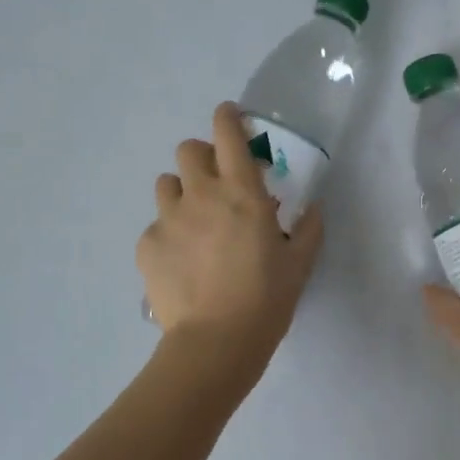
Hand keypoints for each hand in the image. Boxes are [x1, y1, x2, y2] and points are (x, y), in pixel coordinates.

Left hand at [138, 103, 325, 362]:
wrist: (216, 342)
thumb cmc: (266, 299)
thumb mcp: (299, 264)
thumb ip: (308, 229)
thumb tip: (312, 208)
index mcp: (242, 192)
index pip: (227, 134)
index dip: (227, 117)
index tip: (230, 117)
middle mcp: (201, 195)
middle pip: (188, 150)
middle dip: (201, 157)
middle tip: (216, 182)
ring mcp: (169, 219)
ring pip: (166, 183)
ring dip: (181, 192)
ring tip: (194, 221)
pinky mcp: (147, 245)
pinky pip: (155, 226)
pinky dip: (168, 234)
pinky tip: (181, 261)